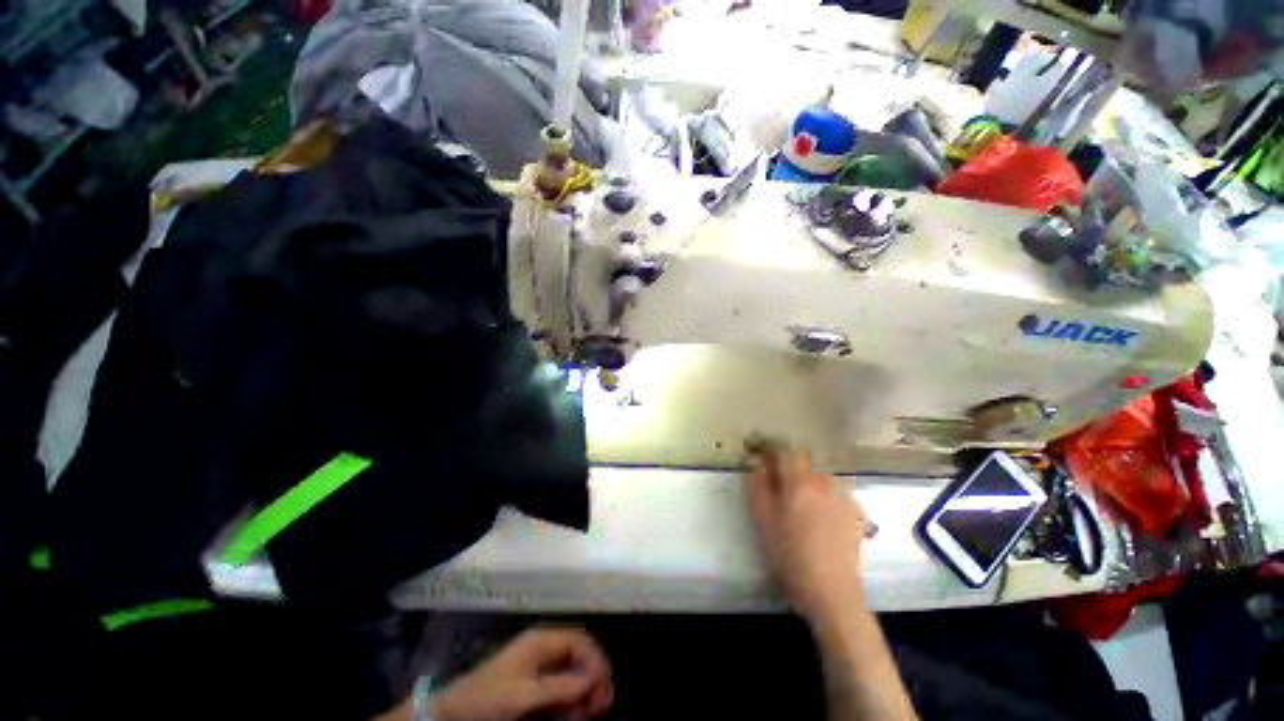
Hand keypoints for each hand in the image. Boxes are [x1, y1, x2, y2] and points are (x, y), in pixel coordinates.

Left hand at [430, 627, 612, 720]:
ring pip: (574, 673)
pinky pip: (562, 689)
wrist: (455, 713)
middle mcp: (545, 649)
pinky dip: (572, 700)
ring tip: (587, 713)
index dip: (595, 661)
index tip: (602, 690)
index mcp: (542, 641)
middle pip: (580, 656)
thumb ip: (560, 686)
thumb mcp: (525, 694)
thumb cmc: (489, 697)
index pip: (580, 642)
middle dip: (593, 677)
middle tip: (601, 705)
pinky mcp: (535, 686)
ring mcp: (540, 667)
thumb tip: (594, 679)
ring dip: (584, 691)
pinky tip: (573, 714)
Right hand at [743, 443, 870, 620]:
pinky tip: (821, 511)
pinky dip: (825, 492)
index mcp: (798, 482)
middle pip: (805, 460)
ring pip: (821, 474)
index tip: (760, 454)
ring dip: (808, 477)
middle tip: (778, 478)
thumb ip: (756, 487)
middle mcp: (823, 482)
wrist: (831, 591)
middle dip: (790, 462)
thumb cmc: (789, 555)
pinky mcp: (855, 513)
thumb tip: (752, 462)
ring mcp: (842, 497)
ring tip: (800, 496)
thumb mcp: (762, 520)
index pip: (783, 451)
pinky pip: (836, 490)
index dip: (770, 449)